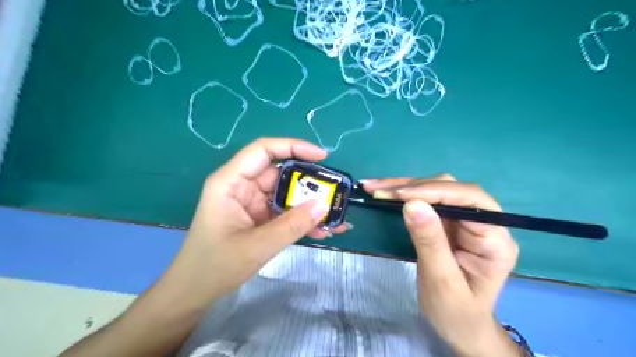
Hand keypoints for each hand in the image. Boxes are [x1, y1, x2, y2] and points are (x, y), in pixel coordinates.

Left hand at [157, 138, 349, 308]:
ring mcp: (253, 203)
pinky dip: (303, 220)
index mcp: (231, 182)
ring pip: (287, 194)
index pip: (263, 150)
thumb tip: (323, 206)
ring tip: (335, 216)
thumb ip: (291, 226)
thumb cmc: (214, 266)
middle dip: (309, 182)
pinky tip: (323, 231)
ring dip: (310, 205)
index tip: (322, 156)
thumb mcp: (256, 246)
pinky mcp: (260, 218)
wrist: (195, 293)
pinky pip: (286, 212)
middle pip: (281, 173)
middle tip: (335, 191)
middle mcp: (243, 187)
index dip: (293, 147)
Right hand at [363, 175, 521, 356]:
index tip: (399, 195)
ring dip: (403, 187)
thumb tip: (412, 204)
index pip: (469, 200)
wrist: (459, 325)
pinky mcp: (448, 221)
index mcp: (495, 239)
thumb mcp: (441, 282)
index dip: (434, 191)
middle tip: (378, 190)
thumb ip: (430, 242)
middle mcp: (484, 222)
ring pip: (434, 189)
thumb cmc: (455, 312)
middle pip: (450, 189)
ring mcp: (464, 220)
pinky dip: (402, 195)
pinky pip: (425, 201)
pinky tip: (384, 192)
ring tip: (374, 187)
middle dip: (413, 186)